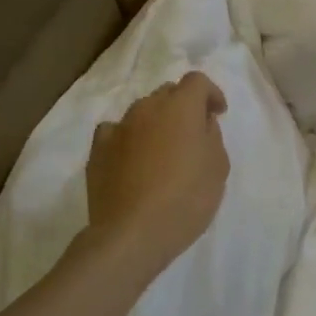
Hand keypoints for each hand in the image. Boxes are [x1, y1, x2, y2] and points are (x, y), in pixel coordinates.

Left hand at [85, 70, 229, 280]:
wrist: (133, 233)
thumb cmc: (186, 199)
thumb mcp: (217, 168)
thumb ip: (212, 136)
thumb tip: (200, 123)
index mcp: (180, 107)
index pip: (197, 82)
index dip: (211, 93)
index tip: (218, 114)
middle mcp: (146, 109)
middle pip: (167, 93)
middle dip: (183, 106)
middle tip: (193, 134)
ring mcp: (118, 128)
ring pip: (141, 112)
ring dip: (156, 122)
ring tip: (163, 150)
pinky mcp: (97, 151)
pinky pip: (116, 132)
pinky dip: (128, 138)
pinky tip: (133, 159)